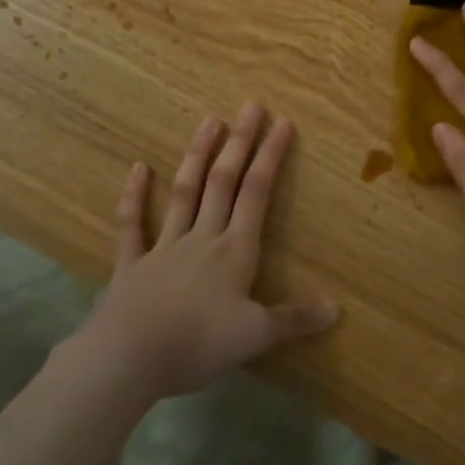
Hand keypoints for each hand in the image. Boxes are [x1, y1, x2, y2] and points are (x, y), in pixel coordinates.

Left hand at [82, 103, 338, 399]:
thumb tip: (336, 308)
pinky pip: (132, 224)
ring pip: (184, 192)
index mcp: (234, 250)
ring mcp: (164, 246)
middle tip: (250, 105)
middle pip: (223, 181)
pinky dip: (134, 196)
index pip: (257, 193)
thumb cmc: (197, 344)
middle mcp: (202, 237)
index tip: (283, 122)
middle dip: (240, 142)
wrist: (128, 358)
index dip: (271, 156)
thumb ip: (294, 319)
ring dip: (198, 155)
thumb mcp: (255, 336)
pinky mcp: (131, 263)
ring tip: (209, 120)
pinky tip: (138, 168)